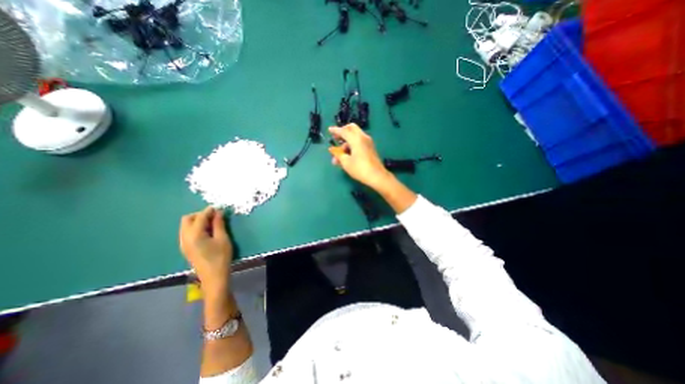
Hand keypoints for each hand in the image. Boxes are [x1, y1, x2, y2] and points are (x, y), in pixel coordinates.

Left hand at [178, 209, 231, 294]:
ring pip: (186, 225)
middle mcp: (185, 237)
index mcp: (194, 235)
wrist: (213, 276)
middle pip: (187, 219)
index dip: (209, 211)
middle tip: (214, 216)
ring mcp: (183, 243)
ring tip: (212, 224)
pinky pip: (187, 232)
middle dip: (200, 214)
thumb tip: (218, 212)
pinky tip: (207, 232)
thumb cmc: (220, 257)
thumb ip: (219, 224)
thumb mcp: (223, 239)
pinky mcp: (185, 248)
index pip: (200, 217)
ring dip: (197, 221)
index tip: (219, 208)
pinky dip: (195, 228)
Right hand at [331, 123, 392, 187]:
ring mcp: (368, 142)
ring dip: (346, 143)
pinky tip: (347, 156)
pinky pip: (359, 142)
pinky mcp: (370, 148)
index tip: (329, 130)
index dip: (335, 130)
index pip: (344, 131)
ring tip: (339, 156)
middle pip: (352, 128)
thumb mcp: (346, 163)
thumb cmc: (360, 169)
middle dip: (343, 131)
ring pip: (355, 137)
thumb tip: (333, 151)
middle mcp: (363, 137)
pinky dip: (352, 145)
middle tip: (336, 138)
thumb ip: (338, 155)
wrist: (377, 176)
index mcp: (356, 139)